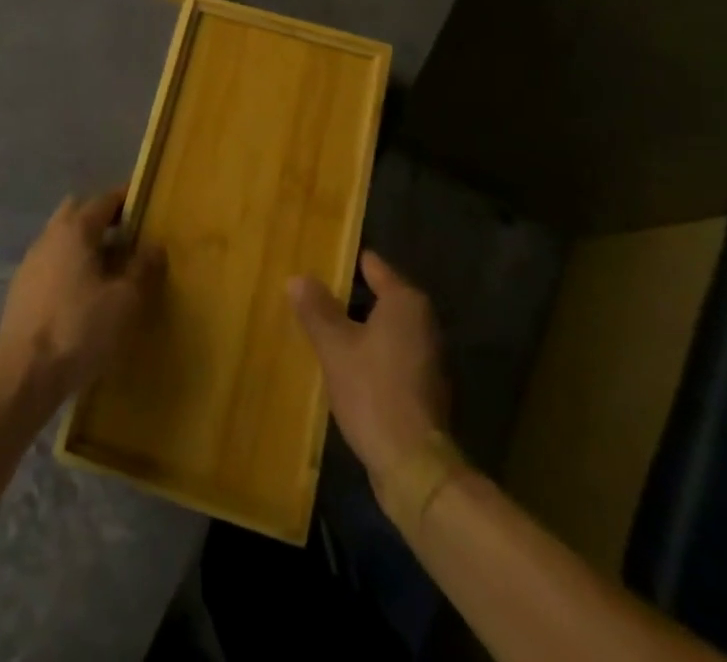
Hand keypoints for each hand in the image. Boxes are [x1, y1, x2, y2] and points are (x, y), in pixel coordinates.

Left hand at [0, 189, 165, 400]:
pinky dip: (69, 266)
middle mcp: (49, 236)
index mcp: (75, 230)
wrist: (24, 374)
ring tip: (108, 267)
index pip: (104, 200)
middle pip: (77, 212)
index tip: (145, 203)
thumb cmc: (79, 328)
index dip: (126, 199)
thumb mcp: (124, 301)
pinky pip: (51, 263)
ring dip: (84, 243)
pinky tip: (82, 294)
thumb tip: (155, 246)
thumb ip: (142, 269)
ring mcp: (31, 262)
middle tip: (126, 235)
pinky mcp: (21, 289)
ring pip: (61, 238)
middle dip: (101, 217)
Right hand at [289, 251, 449, 483]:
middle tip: (312, 294)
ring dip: (358, 327)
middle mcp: (422, 321)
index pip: (373, 266)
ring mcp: (427, 355)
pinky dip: (370, 352)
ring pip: (385, 327)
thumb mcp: (335, 347)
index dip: (344, 262)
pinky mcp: (424, 385)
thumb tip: (298, 278)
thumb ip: (317, 310)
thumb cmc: (373, 391)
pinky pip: (391, 353)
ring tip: (321, 327)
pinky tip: (344, 363)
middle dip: (348, 296)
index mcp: (405, 302)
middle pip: (379, 296)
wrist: (413, 466)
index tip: (318, 260)